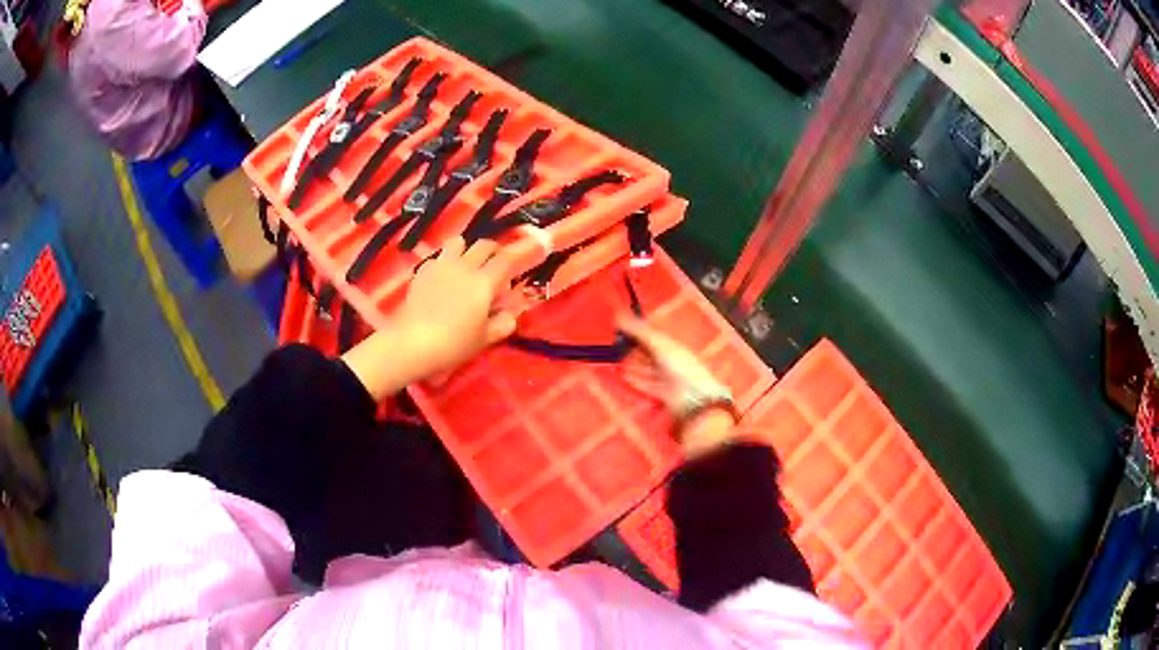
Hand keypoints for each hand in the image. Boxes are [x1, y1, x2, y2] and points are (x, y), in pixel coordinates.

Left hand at [342, 237, 517, 399]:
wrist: (413, 342)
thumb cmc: (454, 343)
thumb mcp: (485, 339)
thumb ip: (503, 324)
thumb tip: (510, 314)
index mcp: (484, 282)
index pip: (506, 259)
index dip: (519, 254)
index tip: (525, 256)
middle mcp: (465, 266)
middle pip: (484, 245)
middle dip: (493, 251)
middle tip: (495, 268)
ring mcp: (441, 265)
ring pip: (459, 241)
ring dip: (467, 250)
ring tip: (466, 266)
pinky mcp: (423, 271)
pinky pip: (438, 256)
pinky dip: (445, 262)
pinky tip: (442, 279)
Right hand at [618, 317, 737, 458]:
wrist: (692, 398)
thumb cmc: (680, 366)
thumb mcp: (659, 344)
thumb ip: (640, 331)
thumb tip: (619, 316)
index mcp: (675, 346)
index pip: (654, 336)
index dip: (639, 332)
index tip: (622, 328)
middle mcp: (671, 362)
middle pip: (649, 353)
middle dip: (634, 348)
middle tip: (615, 344)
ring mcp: (667, 379)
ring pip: (646, 369)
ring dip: (632, 365)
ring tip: (614, 360)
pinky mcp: (661, 394)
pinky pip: (644, 385)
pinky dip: (633, 380)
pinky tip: (622, 376)